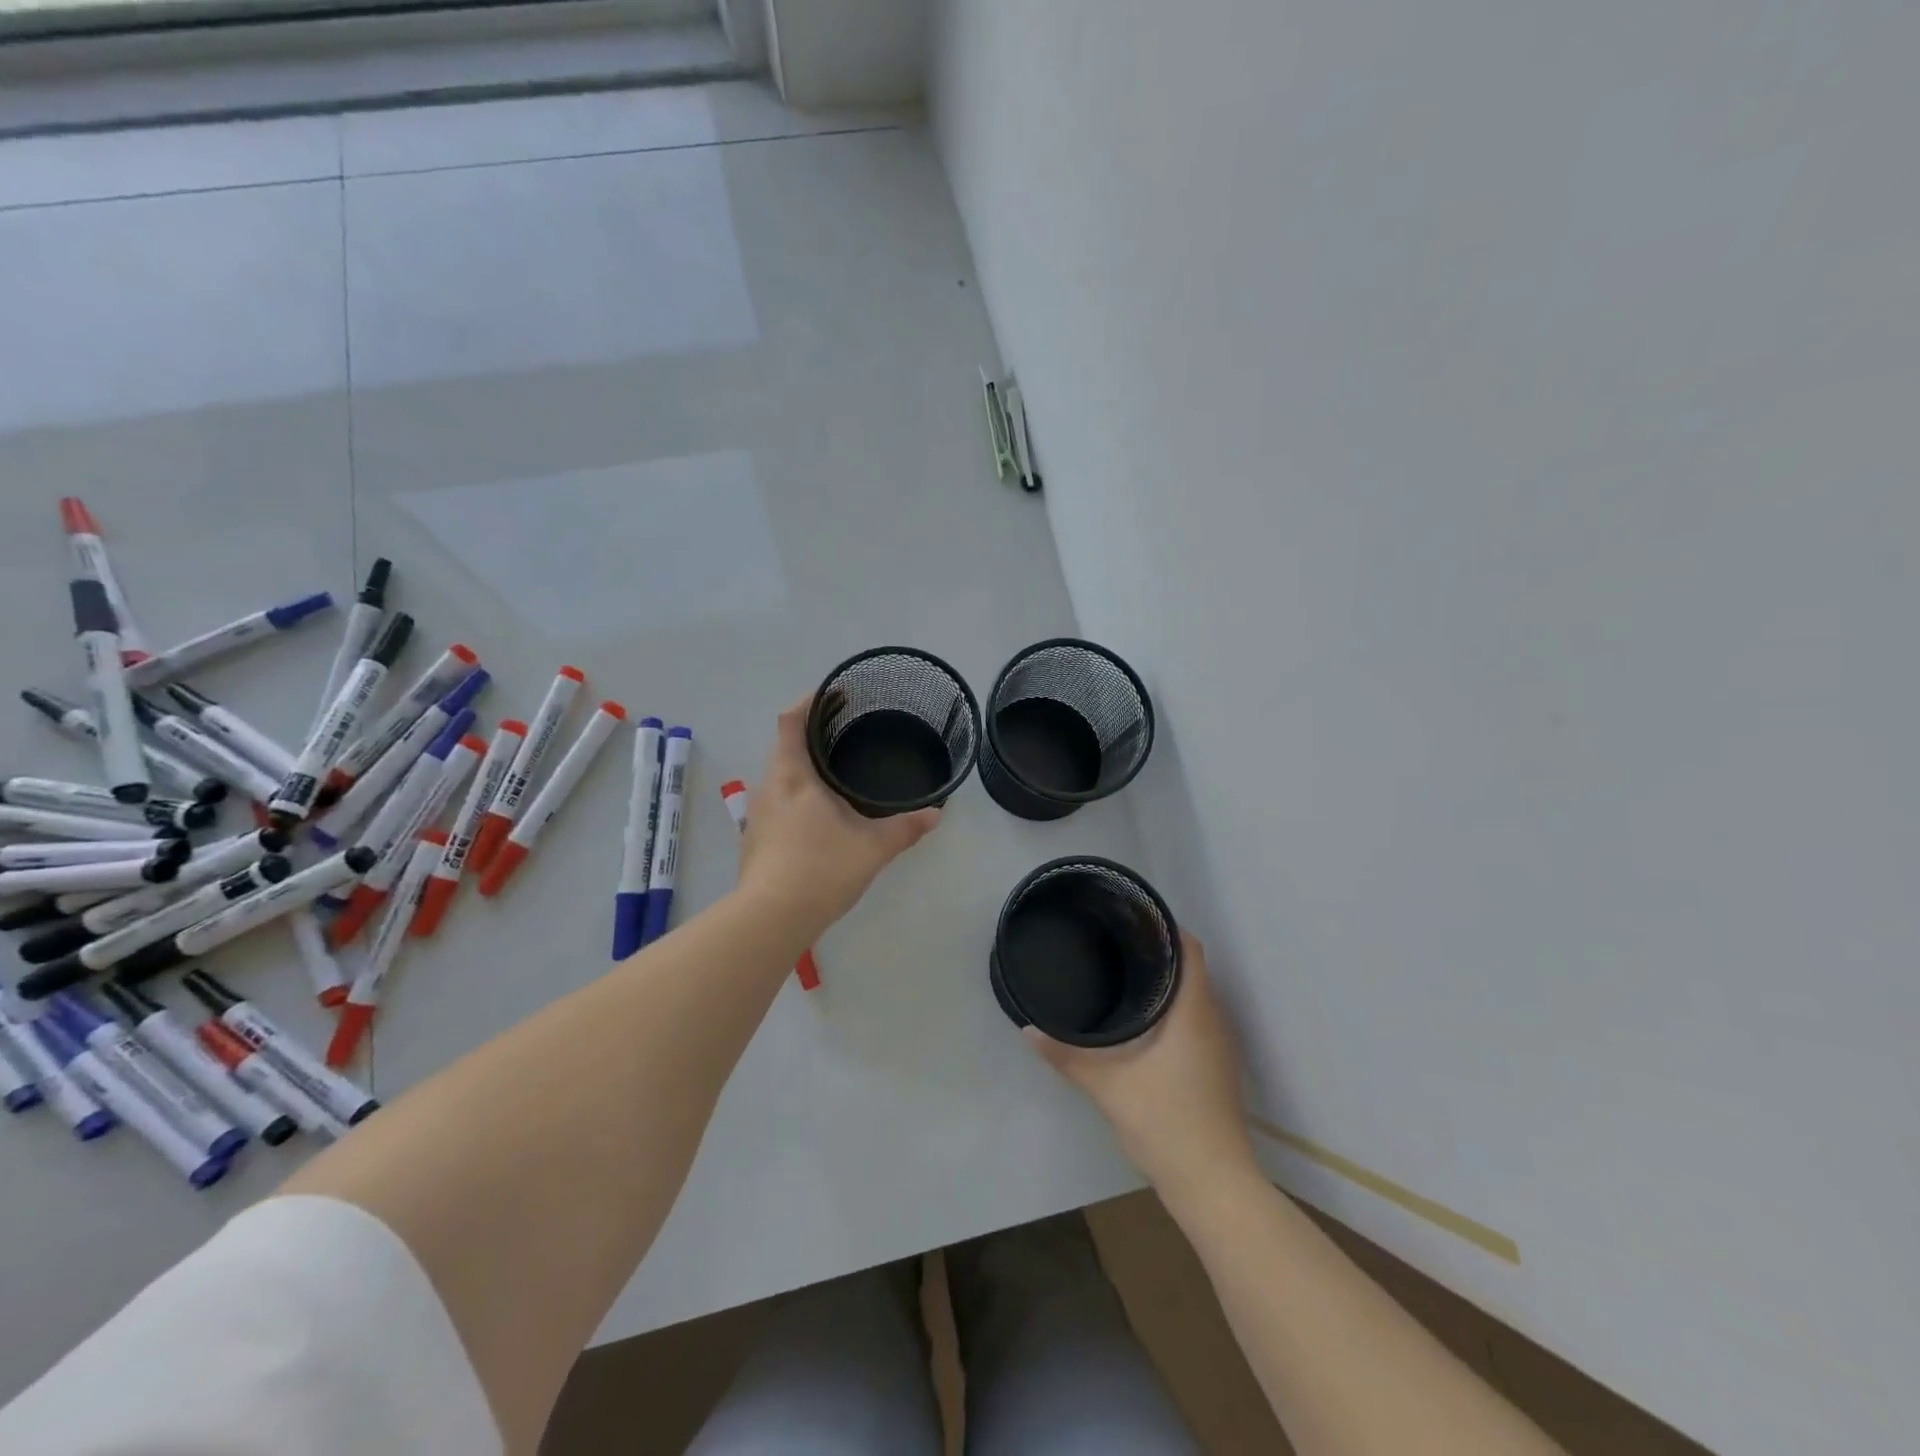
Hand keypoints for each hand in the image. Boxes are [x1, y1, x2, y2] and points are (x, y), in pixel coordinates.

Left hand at [737, 696, 940, 935]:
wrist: (770, 919)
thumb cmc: (820, 869)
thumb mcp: (873, 847)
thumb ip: (906, 827)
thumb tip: (936, 813)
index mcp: (792, 775)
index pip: (791, 720)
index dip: (810, 701)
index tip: (834, 694)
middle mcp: (769, 786)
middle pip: (785, 745)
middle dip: (813, 733)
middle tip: (847, 732)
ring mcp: (757, 813)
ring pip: (780, 775)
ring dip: (803, 765)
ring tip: (837, 770)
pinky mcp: (755, 838)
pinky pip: (777, 800)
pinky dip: (797, 792)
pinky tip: (820, 812)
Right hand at [1027, 932, 1257, 1194]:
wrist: (1214, 1185)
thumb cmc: (1165, 1123)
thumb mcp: (1107, 1086)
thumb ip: (1066, 1055)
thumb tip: (1028, 1029)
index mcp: (1194, 1012)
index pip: (1191, 949)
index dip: (1167, 928)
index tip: (1133, 918)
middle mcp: (1214, 1020)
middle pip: (1195, 968)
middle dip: (1161, 951)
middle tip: (1118, 940)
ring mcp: (1222, 1045)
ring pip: (1199, 994)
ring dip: (1171, 980)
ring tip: (1128, 970)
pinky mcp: (1220, 1066)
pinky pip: (1201, 1017)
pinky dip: (1178, 1006)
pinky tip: (1148, 1018)